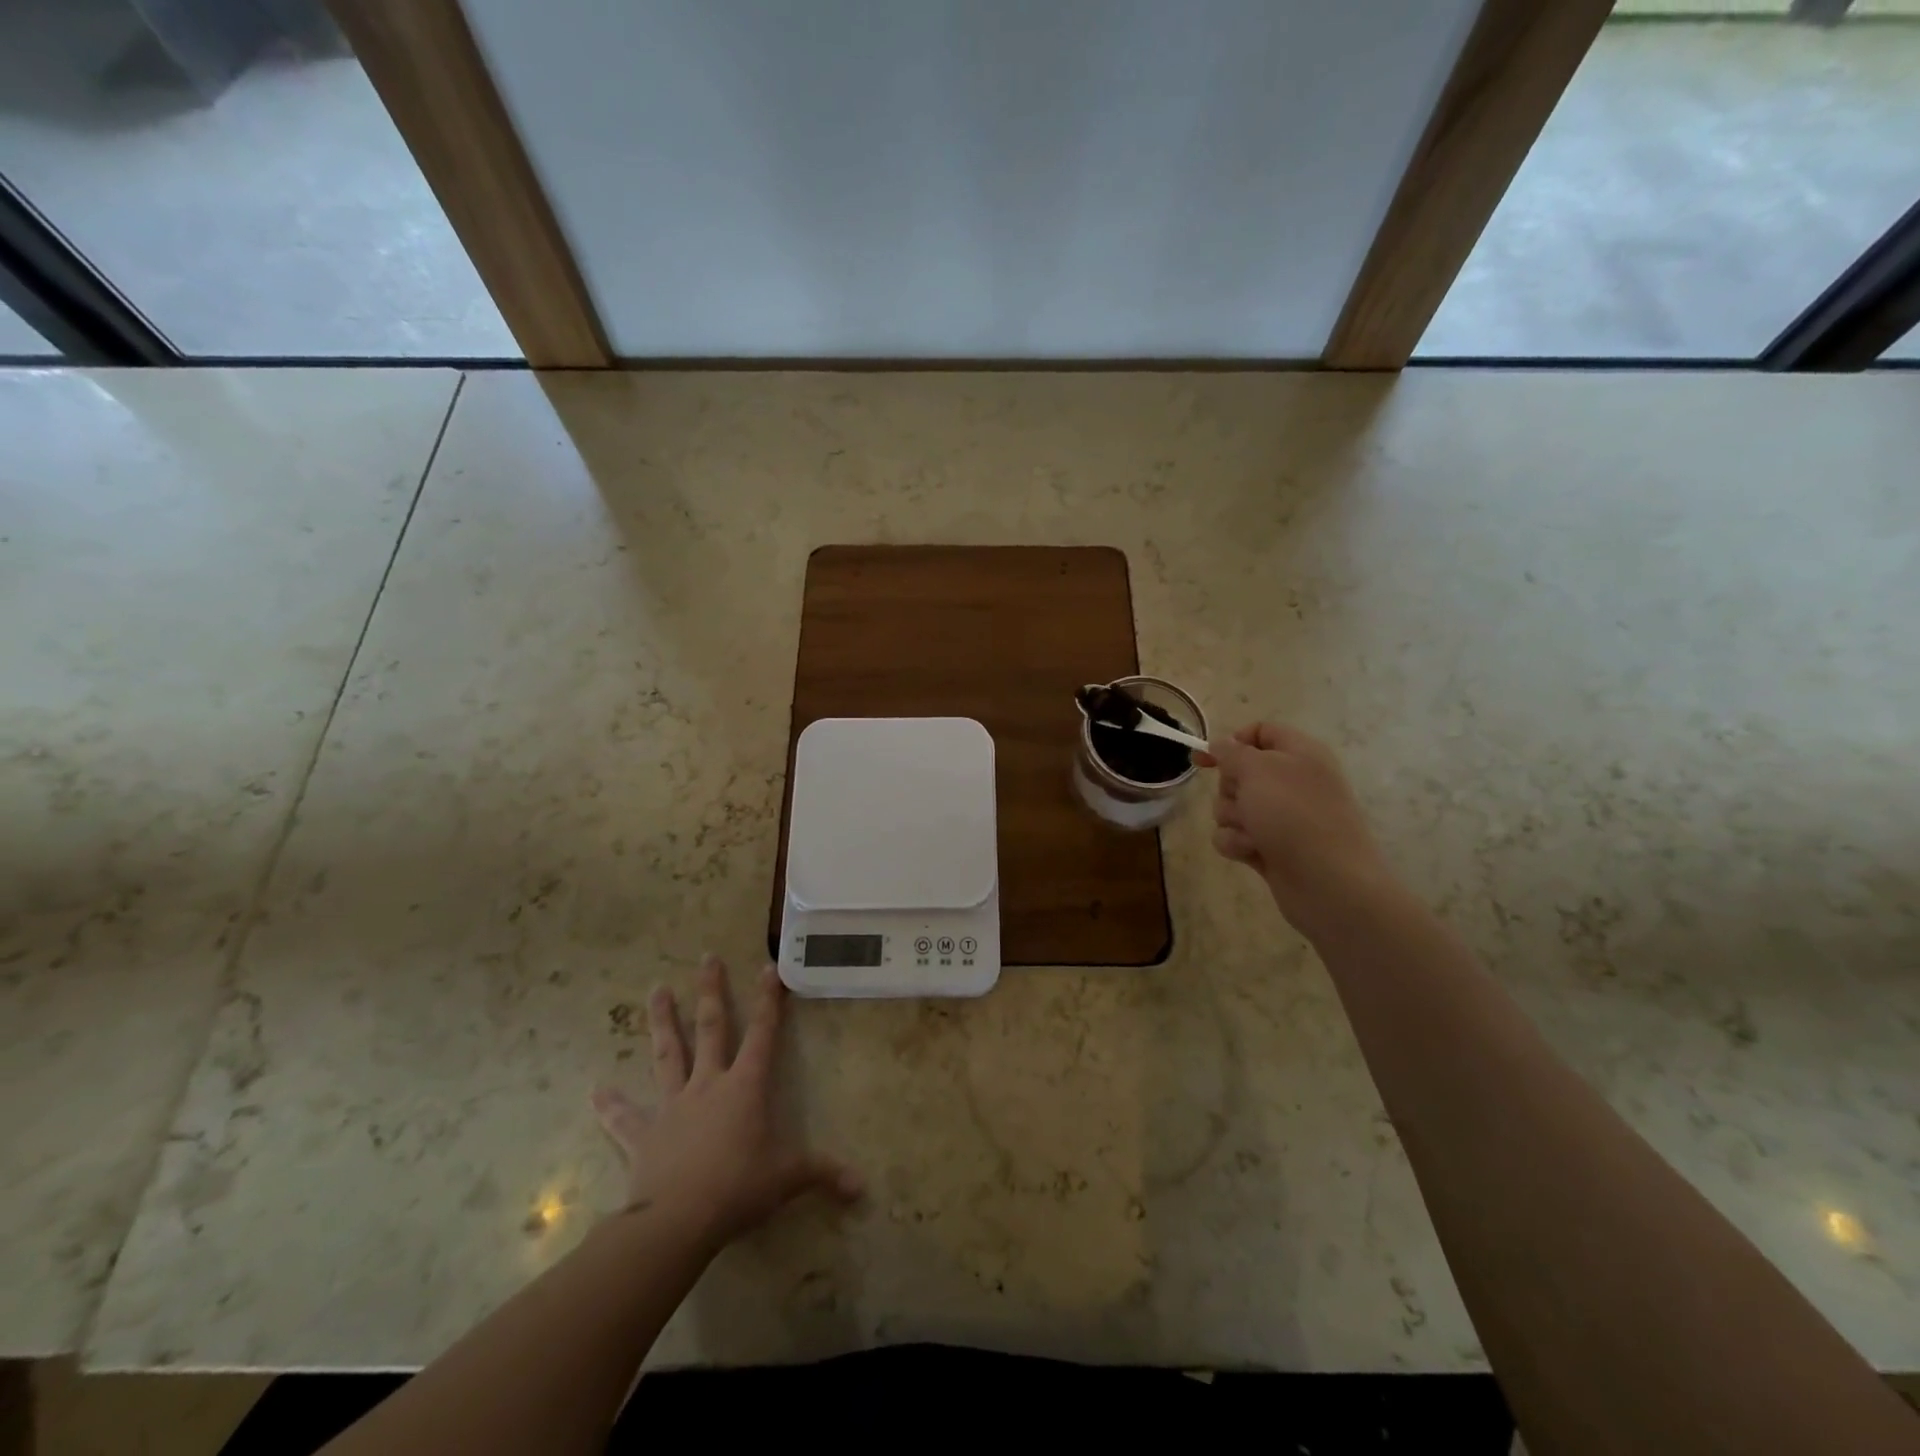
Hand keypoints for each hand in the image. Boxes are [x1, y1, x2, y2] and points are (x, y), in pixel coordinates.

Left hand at [591, 955, 861, 1252]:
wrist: (677, 1220)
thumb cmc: (738, 1189)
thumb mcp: (787, 1179)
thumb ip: (822, 1174)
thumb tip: (861, 1187)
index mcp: (745, 1087)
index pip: (763, 1033)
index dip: (768, 1000)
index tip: (767, 967)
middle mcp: (709, 1084)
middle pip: (711, 1028)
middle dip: (712, 991)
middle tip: (707, 957)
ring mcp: (672, 1105)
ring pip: (667, 1054)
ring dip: (662, 1022)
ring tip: (656, 989)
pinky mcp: (644, 1134)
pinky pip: (625, 1117)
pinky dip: (611, 1105)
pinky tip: (596, 1091)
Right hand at [1198, 723, 1396, 940]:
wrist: (1328, 882)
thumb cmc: (1294, 815)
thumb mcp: (1258, 769)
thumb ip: (1232, 752)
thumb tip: (1221, 745)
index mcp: (1298, 753)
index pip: (1260, 732)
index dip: (1231, 742)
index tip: (1205, 759)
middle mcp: (1291, 782)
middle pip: (1239, 773)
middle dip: (1229, 788)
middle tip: (1244, 800)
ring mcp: (1281, 818)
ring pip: (1232, 807)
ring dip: (1232, 819)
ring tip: (1252, 833)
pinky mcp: (1269, 847)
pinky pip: (1235, 836)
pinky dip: (1237, 843)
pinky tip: (1252, 852)